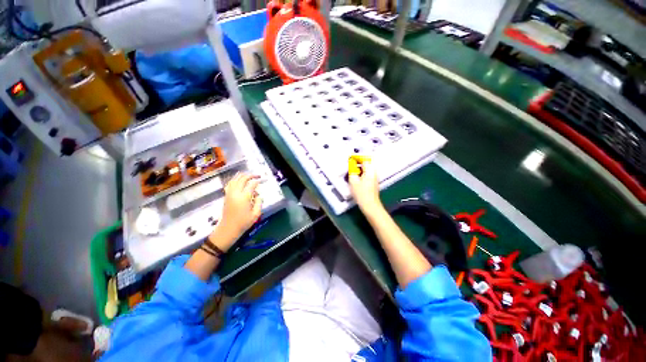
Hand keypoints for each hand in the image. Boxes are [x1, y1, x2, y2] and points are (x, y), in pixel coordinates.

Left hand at [210, 173, 262, 250]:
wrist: (228, 229)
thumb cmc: (243, 223)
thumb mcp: (256, 214)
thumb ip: (259, 202)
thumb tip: (258, 195)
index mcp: (244, 198)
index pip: (252, 184)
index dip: (258, 181)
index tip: (263, 180)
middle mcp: (236, 193)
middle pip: (242, 179)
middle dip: (250, 176)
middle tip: (257, 176)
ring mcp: (229, 194)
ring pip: (235, 180)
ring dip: (242, 176)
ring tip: (248, 175)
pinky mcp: (226, 196)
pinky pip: (230, 184)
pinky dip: (234, 179)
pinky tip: (238, 180)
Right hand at [348, 161, 382, 214]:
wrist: (370, 205)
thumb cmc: (361, 194)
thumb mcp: (353, 181)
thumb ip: (352, 171)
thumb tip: (351, 164)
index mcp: (370, 170)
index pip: (364, 159)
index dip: (357, 157)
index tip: (350, 158)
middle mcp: (374, 172)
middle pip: (368, 162)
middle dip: (359, 161)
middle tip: (351, 163)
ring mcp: (375, 177)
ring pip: (368, 168)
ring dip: (361, 167)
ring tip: (353, 170)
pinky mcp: (374, 182)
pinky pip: (368, 173)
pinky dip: (362, 172)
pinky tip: (357, 176)